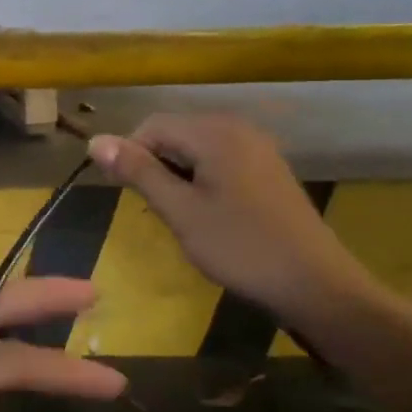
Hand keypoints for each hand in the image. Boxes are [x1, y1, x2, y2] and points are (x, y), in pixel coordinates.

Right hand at [89, 114, 382, 337]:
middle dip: (155, 165)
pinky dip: (202, 180)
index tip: (127, 194)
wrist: (317, 285)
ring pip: (196, 149)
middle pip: (175, 133)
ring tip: (180, 215)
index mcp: (215, 132)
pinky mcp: (268, 169)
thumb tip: (95, 140)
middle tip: (155, 209)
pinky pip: (220, 161)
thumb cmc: (241, 247)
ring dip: (177, 175)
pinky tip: (208, 214)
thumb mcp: (180, 211)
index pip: (152, 126)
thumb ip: (138, 172)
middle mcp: (238, 129)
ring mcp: (258, 148)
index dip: (130, 155)